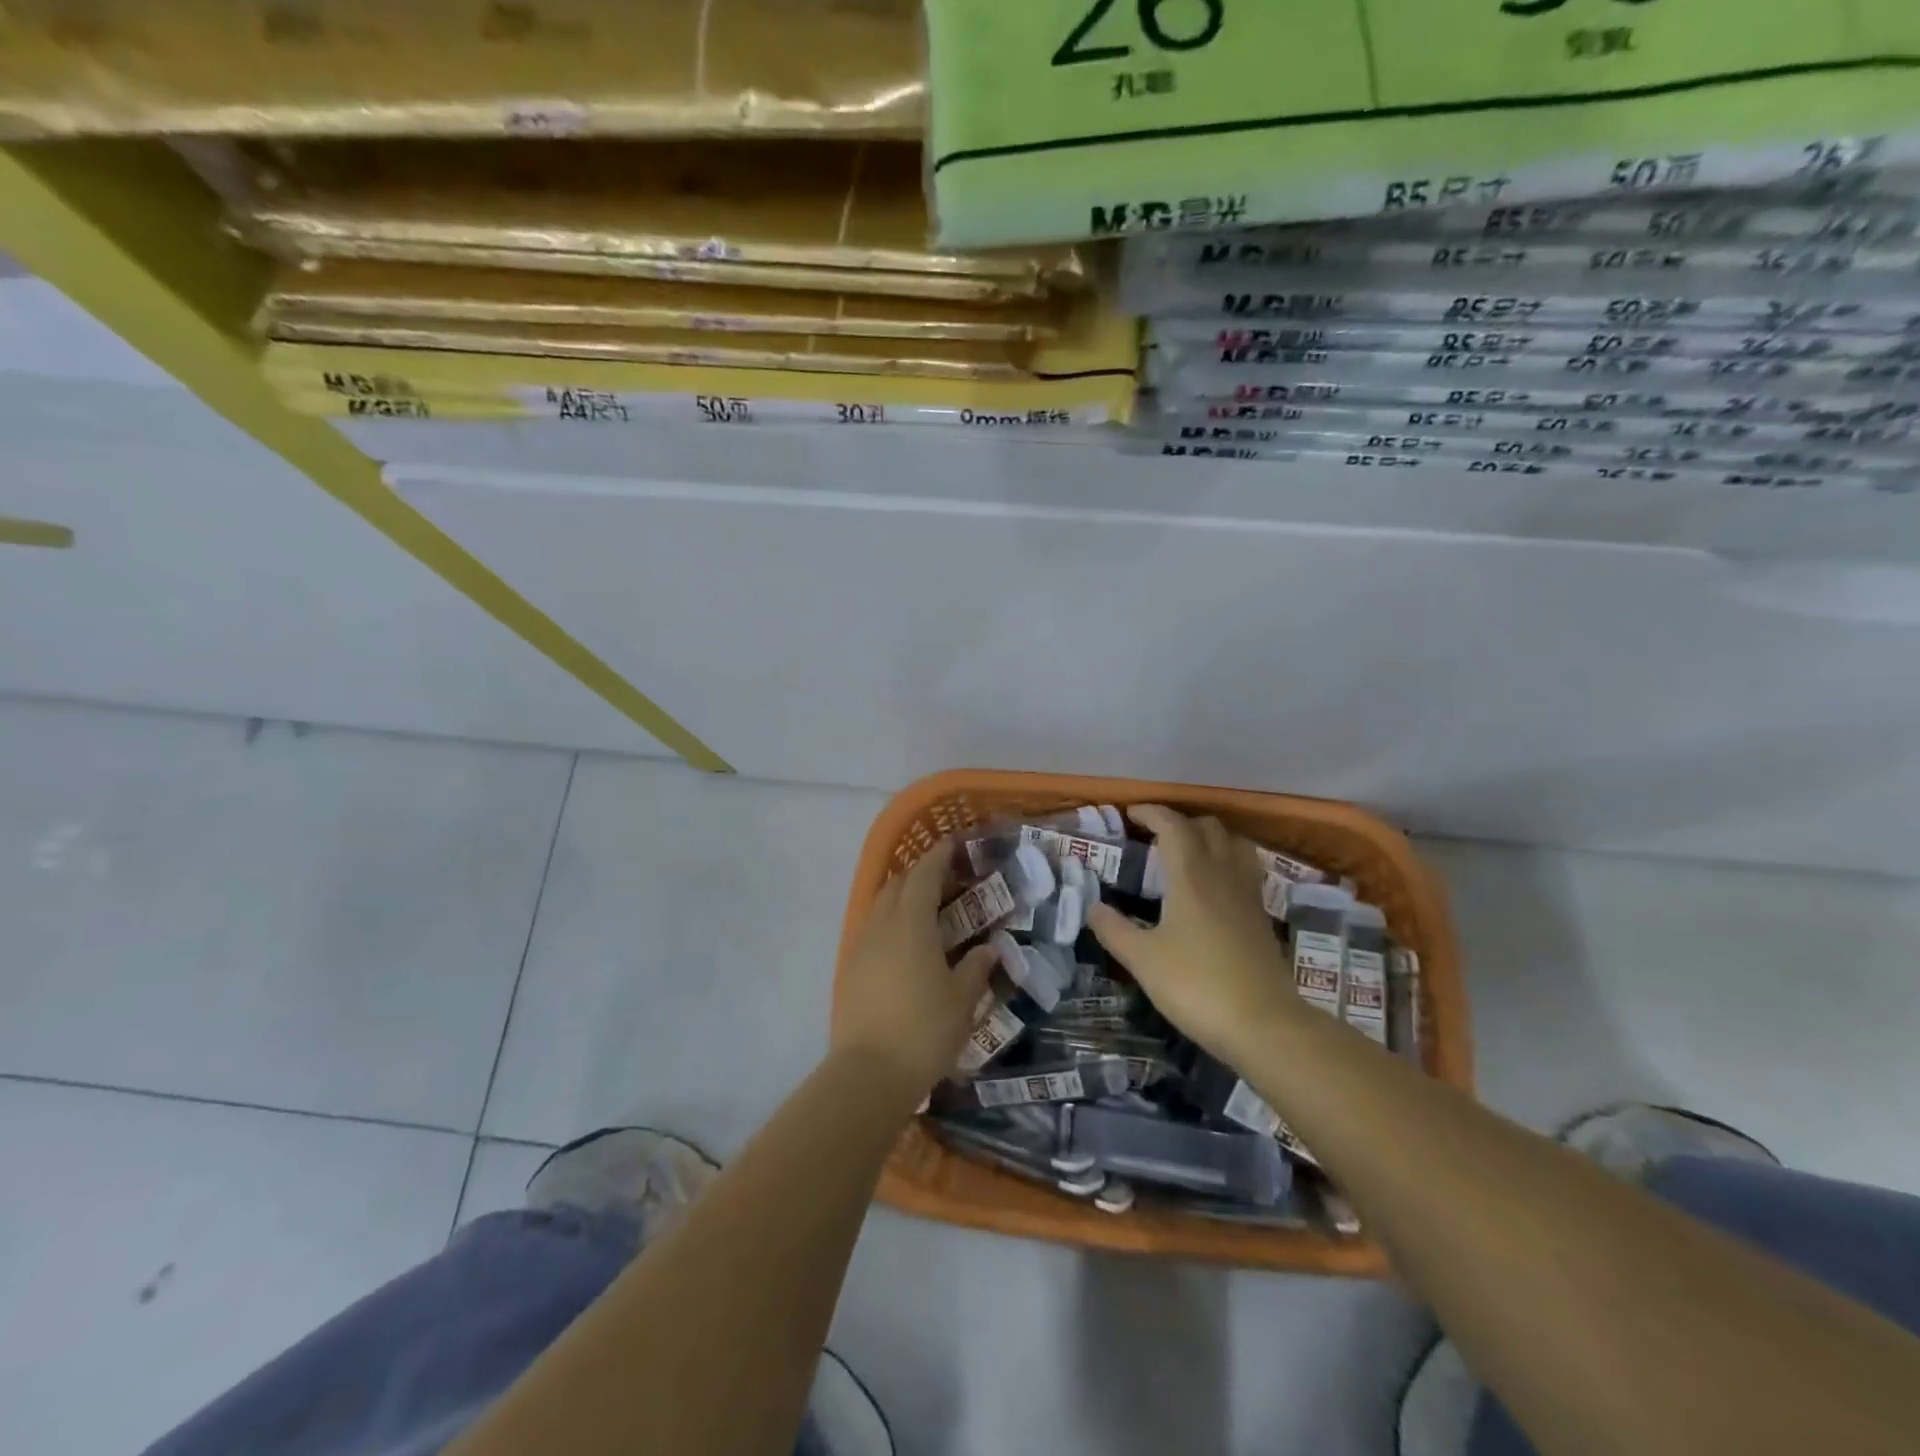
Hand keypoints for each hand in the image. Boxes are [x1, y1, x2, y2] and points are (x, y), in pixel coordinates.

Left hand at [831, 838, 997, 1102]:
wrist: (868, 1074)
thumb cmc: (924, 1030)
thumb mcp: (962, 1000)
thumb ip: (975, 968)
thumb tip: (988, 949)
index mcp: (911, 924)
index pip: (923, 876)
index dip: (938, 857)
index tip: (953, 845)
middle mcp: (881, 926)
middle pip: (897, 885)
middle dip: (920, 875)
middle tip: (947, 881)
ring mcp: (861, 947)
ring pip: (881, 907)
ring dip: (903, 899)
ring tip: (928, 912)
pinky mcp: (849, 970)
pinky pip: (872, 930)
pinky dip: (891, 923)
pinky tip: (907, 946)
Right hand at [1087, 805, 1297, 1065]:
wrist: (1264, 1024)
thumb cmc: (1196, 985)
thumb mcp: (1142, 959)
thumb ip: (1113, 929)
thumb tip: (1092, 906)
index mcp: (1190, 875)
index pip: (1173, 825)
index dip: (1151, 813)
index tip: (1131, 814)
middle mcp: (1222, 874)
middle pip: (1208, 827)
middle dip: (1180, 822)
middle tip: (1156, 837)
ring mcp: (1248, 895)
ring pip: (1234, 844)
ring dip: (1210, 838)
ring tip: (1188, 855)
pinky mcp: (1262, 917)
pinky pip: (1245, 870)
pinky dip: (1227, 863)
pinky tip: (1213, 889)